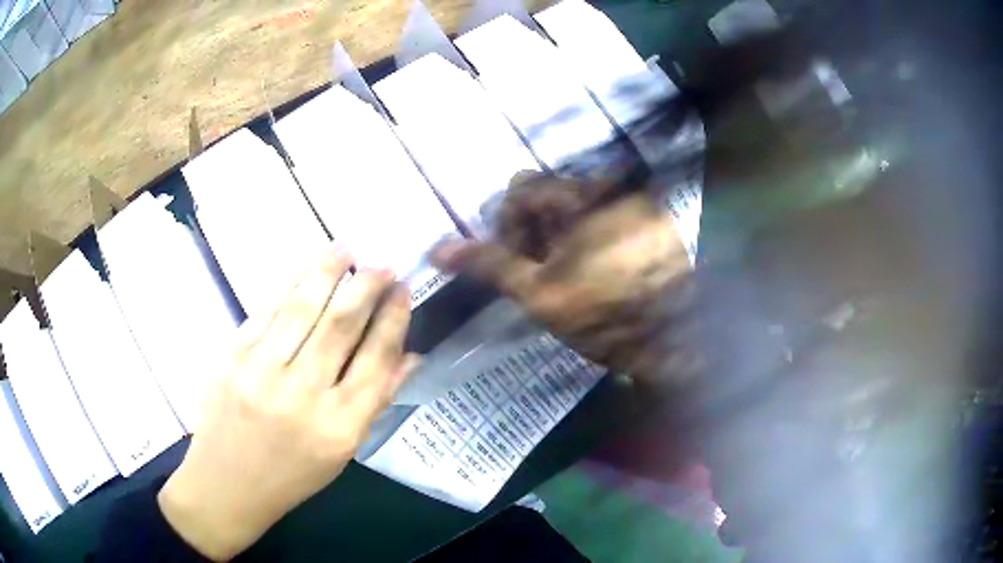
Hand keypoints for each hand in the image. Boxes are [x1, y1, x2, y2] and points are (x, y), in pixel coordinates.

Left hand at [158, 247, 418, 560]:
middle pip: (340, 326)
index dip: (393, 320)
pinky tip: (306, 268)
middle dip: (365, 286)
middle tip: (382, 262)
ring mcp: (261, 372)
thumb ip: (376, 401)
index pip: (375, 360)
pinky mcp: (232, 357)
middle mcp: (302, 395)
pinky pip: (266, 311)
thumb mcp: (343, 452)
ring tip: (346, 249)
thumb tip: (410, 356)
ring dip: (327, 272)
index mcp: (338, 426)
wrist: (227, 483)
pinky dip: (290, 284)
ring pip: (302, 308)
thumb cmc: (292, 475)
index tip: (403, 292)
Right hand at [432, 172, 697, 388]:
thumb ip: (489, 264)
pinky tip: (594, 273)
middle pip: (550, 196)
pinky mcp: (654, 223)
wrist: (677, 342)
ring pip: (576, 209)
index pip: (522, 189)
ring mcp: (638, 203)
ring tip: (568, 277)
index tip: (513, 261)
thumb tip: (438, 249)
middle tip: (538, 273)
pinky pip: (605, 218)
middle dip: (533, 231)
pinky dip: (587, 239)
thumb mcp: (539, 293)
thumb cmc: (605, 317)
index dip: (506, 225)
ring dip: (559, 237)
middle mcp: (614, 187)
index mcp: (585, 194)